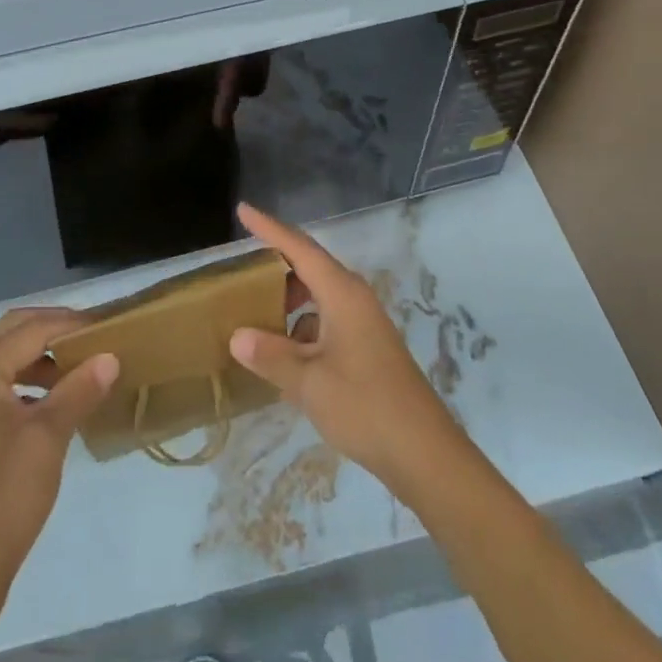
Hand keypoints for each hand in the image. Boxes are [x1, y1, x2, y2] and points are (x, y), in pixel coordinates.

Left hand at [0, 309, 118, 614]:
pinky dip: (32, 379)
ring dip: (45, 355)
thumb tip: (111, 356)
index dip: (73, 324)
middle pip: (16, 332)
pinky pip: (3, 382)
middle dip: (56, 329)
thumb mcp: (48, 438)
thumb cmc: (3, 497)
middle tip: (96, 338)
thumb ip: (79, 389)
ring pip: (9, 356)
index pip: (33, 329)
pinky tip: (60, 398)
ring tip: (85, 366)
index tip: (111, 327)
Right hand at [229, 204, 467, 496]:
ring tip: (256, 316)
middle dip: (276, 267)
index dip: (269, 228)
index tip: (243, 210)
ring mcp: (363, 322)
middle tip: (241, 274)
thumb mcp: (308, 382)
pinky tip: (284, 355)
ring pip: (318, 296)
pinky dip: (302, 328)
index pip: (299, 248)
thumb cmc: (364, 406)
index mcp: (341, 293)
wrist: (423, 452)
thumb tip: (237, 336)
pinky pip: (326, 321)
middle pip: (309, 267)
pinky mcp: (367, 346)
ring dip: (289, 301)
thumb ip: (270, 355)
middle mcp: (354, 298)